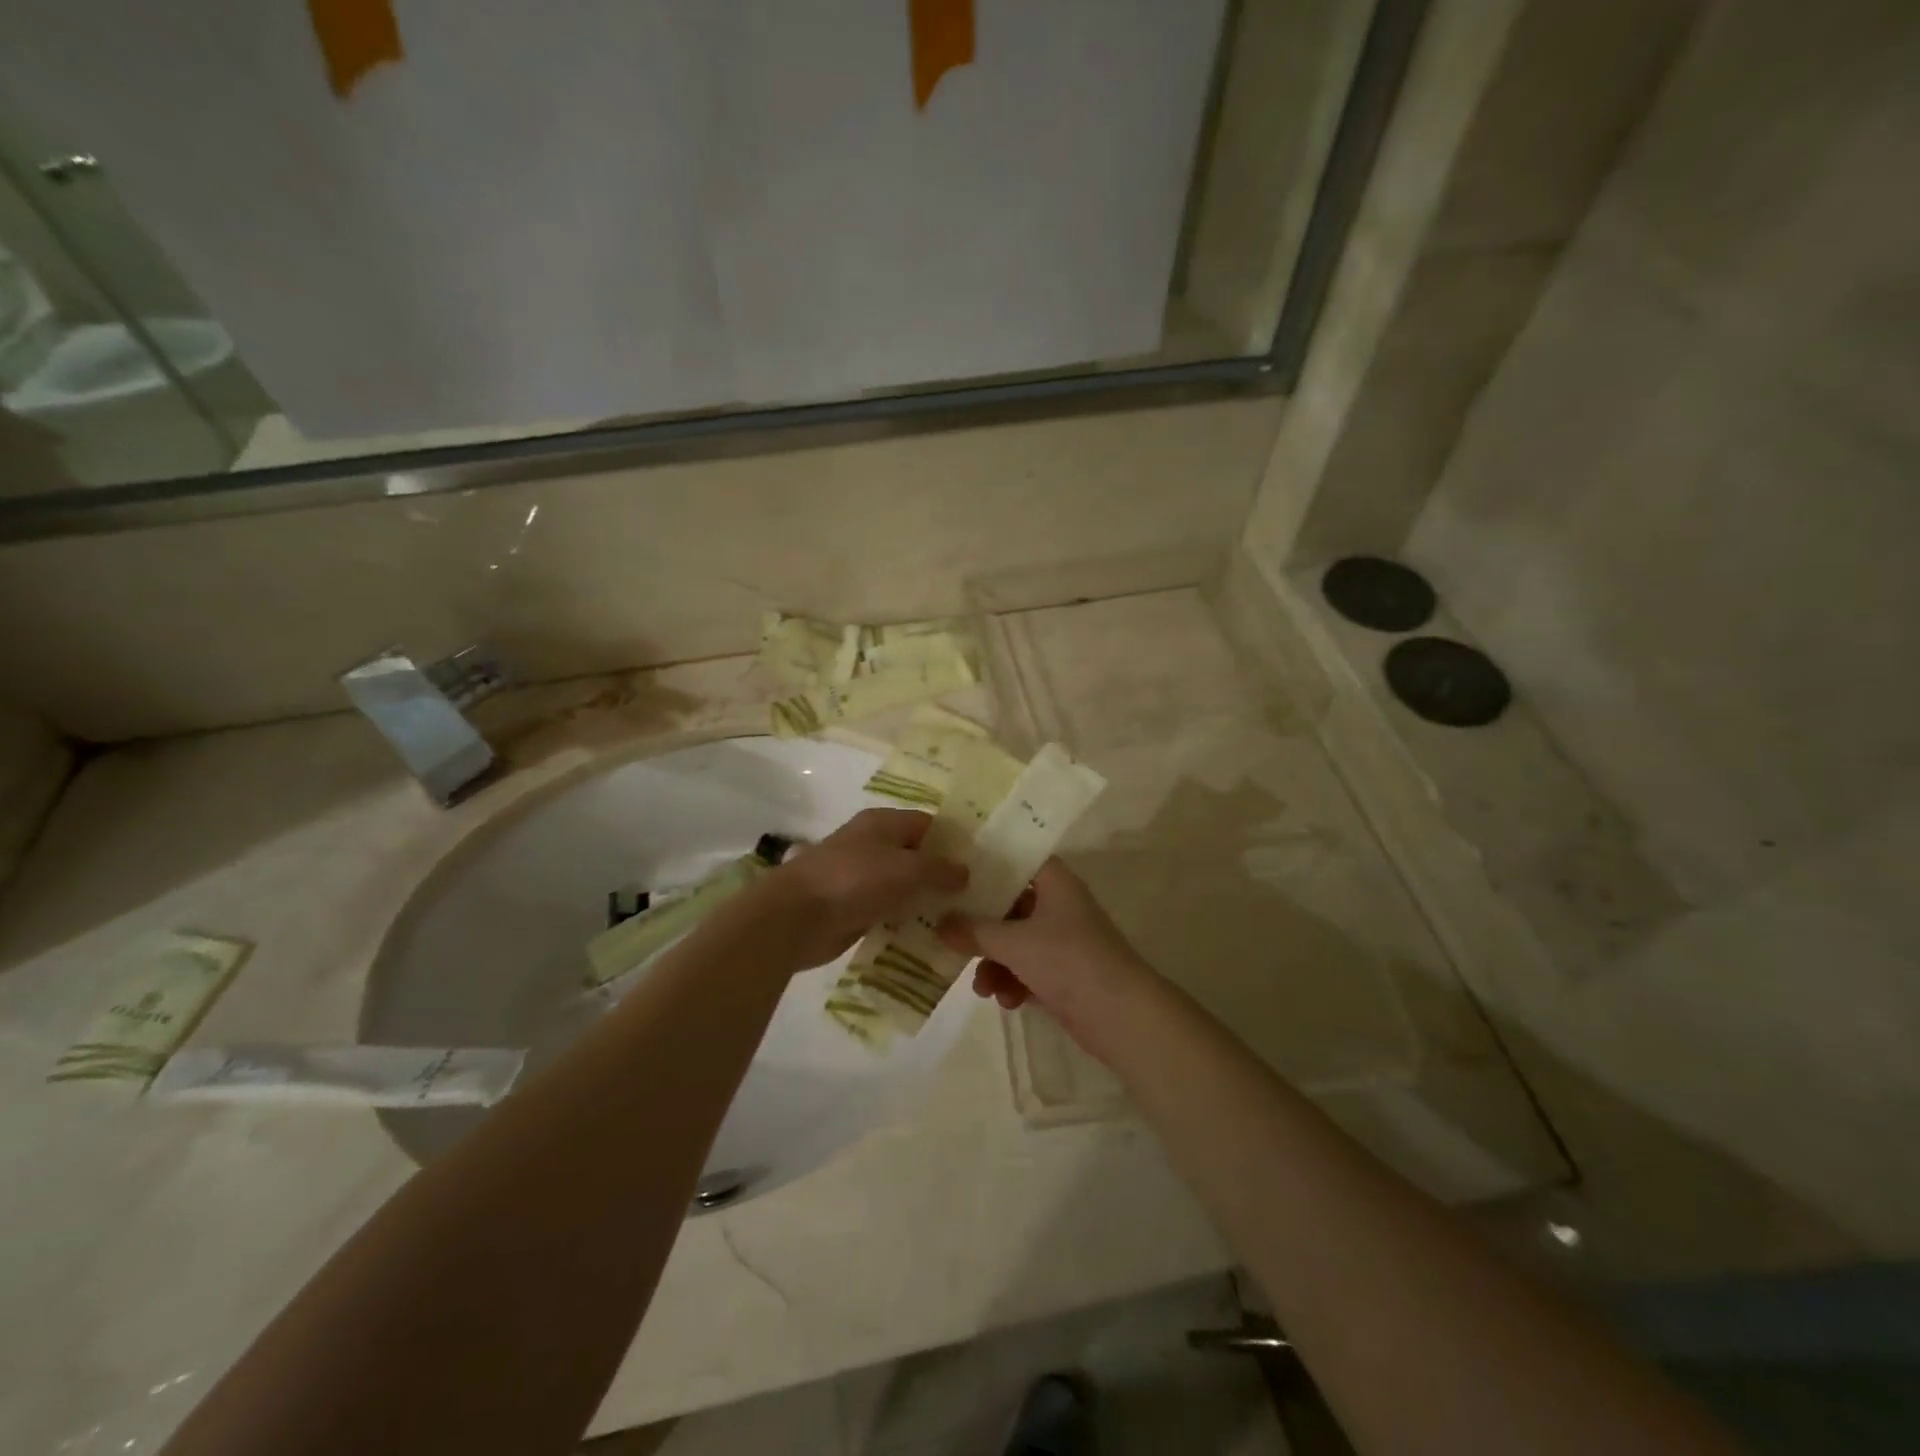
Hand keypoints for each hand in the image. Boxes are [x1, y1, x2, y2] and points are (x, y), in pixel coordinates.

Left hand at [757, 807, 966, 969]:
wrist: (795, 917)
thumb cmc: (854, 880)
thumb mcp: (907, 869)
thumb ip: (940, 870)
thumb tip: (965, 872)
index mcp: (883, 823)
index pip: (928, 824)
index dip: (954, 842)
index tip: (982, 864)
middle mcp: (872, 845)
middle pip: (915, 856)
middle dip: (942, 875)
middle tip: (976, 897)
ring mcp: (860, 878)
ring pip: (902, 886)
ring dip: (924, 902)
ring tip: (959, 920)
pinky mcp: (852, 908)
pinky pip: (887, 911)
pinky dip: (904, 921)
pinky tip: (928, 938)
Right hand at [936, 859, 1152, 1047]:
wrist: (1122, 1016)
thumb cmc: (1068, 961)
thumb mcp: (1014, 943)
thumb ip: (974, 931)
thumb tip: (940, 923)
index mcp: (1055, 883)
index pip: (1017, 859)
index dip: (988, 863)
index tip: (954, 870)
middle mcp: (1059, 906)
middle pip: (1010, 904)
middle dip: (982, 926)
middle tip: (950, 935)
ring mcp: (1062, 941)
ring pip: (1015, 942)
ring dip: (994, 963)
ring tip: (981, 987)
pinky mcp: (1064, 974)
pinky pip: (1027, 969)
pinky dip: (1013, 982)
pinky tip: (1004, 1001)